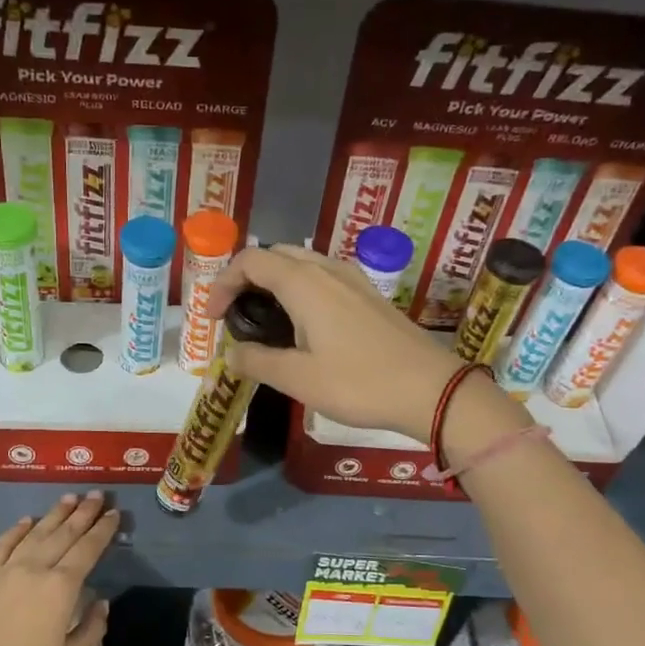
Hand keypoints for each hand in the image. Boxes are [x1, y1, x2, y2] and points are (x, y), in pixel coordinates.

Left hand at [0, 492, 117, 645]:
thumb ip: (91, 629)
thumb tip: (100, 602)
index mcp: (61, 588)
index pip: (87, 550)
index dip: (103, 531)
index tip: (114, 514)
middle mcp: (35, 569)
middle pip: (64, 534)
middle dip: (83, 513)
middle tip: (97, 495)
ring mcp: (6, 570)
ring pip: (35, 533)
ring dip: (54, 514)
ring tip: (69, 498)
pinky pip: (2, 545)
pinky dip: (16, 530)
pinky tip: (26, 520)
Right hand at [205, 244, 481, 440]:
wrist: (431, 390)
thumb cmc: (359, 383)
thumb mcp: (298, 379)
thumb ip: (257, 362)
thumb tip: (230, 354)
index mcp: (305, 283)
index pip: (251, 261)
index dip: (223, 283)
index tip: (212, 318)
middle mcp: (328, 270)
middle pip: (277, 255)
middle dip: (247, 278)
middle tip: (234, 315)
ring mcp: (354, 280)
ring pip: (303, 264)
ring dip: (275, 283)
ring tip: (264, 321)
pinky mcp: (370, 296)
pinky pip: (324, 278)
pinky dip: (300, 290)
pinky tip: (303, 326)